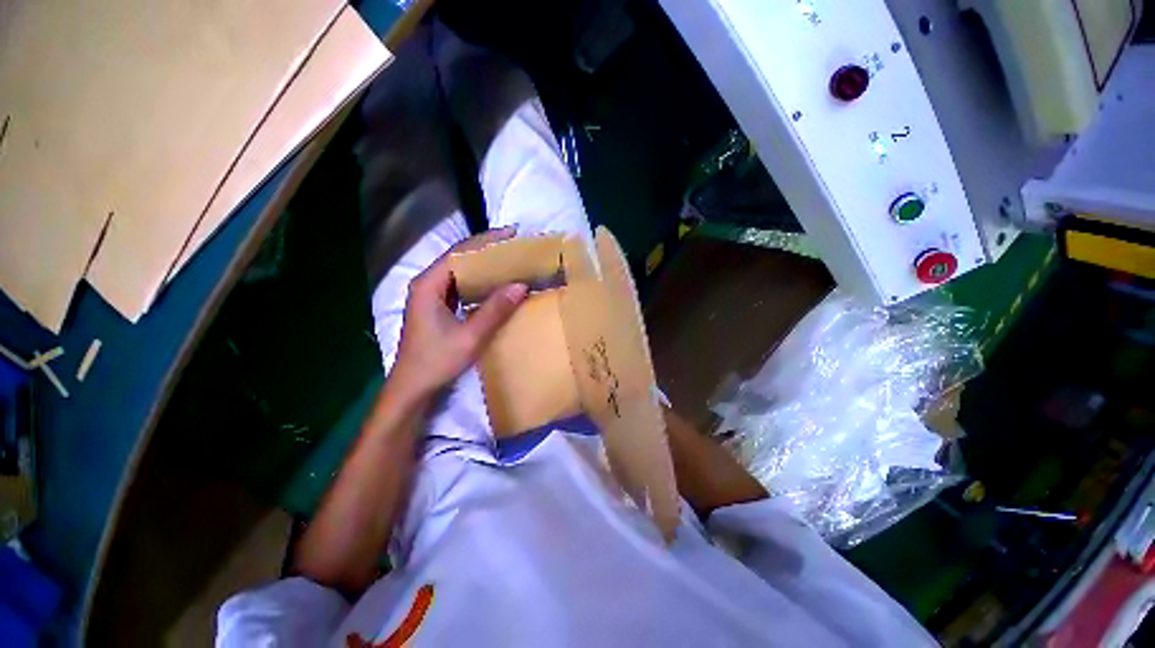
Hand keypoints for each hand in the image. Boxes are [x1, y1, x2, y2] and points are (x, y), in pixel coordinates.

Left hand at [390, 227, 527, 400]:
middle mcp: (427, 284)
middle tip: (515, 245)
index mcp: (429, 285)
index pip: (460, 252)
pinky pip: (461, 285)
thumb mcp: (470, 337)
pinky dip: (479, 280)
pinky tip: (495, 282)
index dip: (486, 240)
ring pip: (460, 271)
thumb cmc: (436, 362)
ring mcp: (431, 295)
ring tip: (509, 259)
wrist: (413, 388)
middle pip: (459, 257)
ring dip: (483, 264)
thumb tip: (521, 285)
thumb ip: (495, 310)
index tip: (512, 234)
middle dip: (487, 248)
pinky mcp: (437, 307)